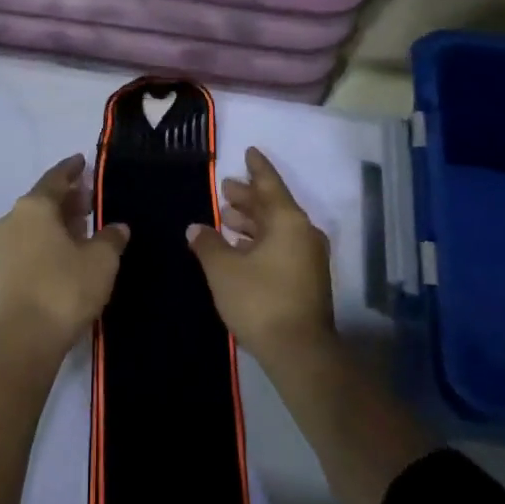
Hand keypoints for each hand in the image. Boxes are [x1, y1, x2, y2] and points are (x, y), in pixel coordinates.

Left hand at [0, 156, 128, 361]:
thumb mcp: (101, 260)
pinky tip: (67, 252)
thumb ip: (111, 237)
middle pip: (44, 199)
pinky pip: (28, 243)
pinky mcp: (0, 272)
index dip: (72, 169)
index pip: (57, 177)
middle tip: (91, 198)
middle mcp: (13, 218)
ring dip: (58, 221)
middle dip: (68, 197)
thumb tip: (117, 227)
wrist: (22, 342)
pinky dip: (47, 240)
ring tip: (83, 227)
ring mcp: (2, 246)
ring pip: (35, 223)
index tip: (84, 161)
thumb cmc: (63, 289)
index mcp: (34, 205)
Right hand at [187, 148, 334, 371]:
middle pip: (273, 205)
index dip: (257, 167)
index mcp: (288, 221)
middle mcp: (303, 232)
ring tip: (226, 217)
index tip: (249, 151)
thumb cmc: (260, 300)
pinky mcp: (307, 279)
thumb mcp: (223, 269)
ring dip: (252, 221)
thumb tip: (196, 227)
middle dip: (249, 196)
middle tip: (226, 188)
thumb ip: (208, 243)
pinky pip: (281, 245)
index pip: (269, 183)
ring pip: (277, 227)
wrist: (300, 353)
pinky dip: (260, 240)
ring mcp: (308, 257)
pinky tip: (239, 248)